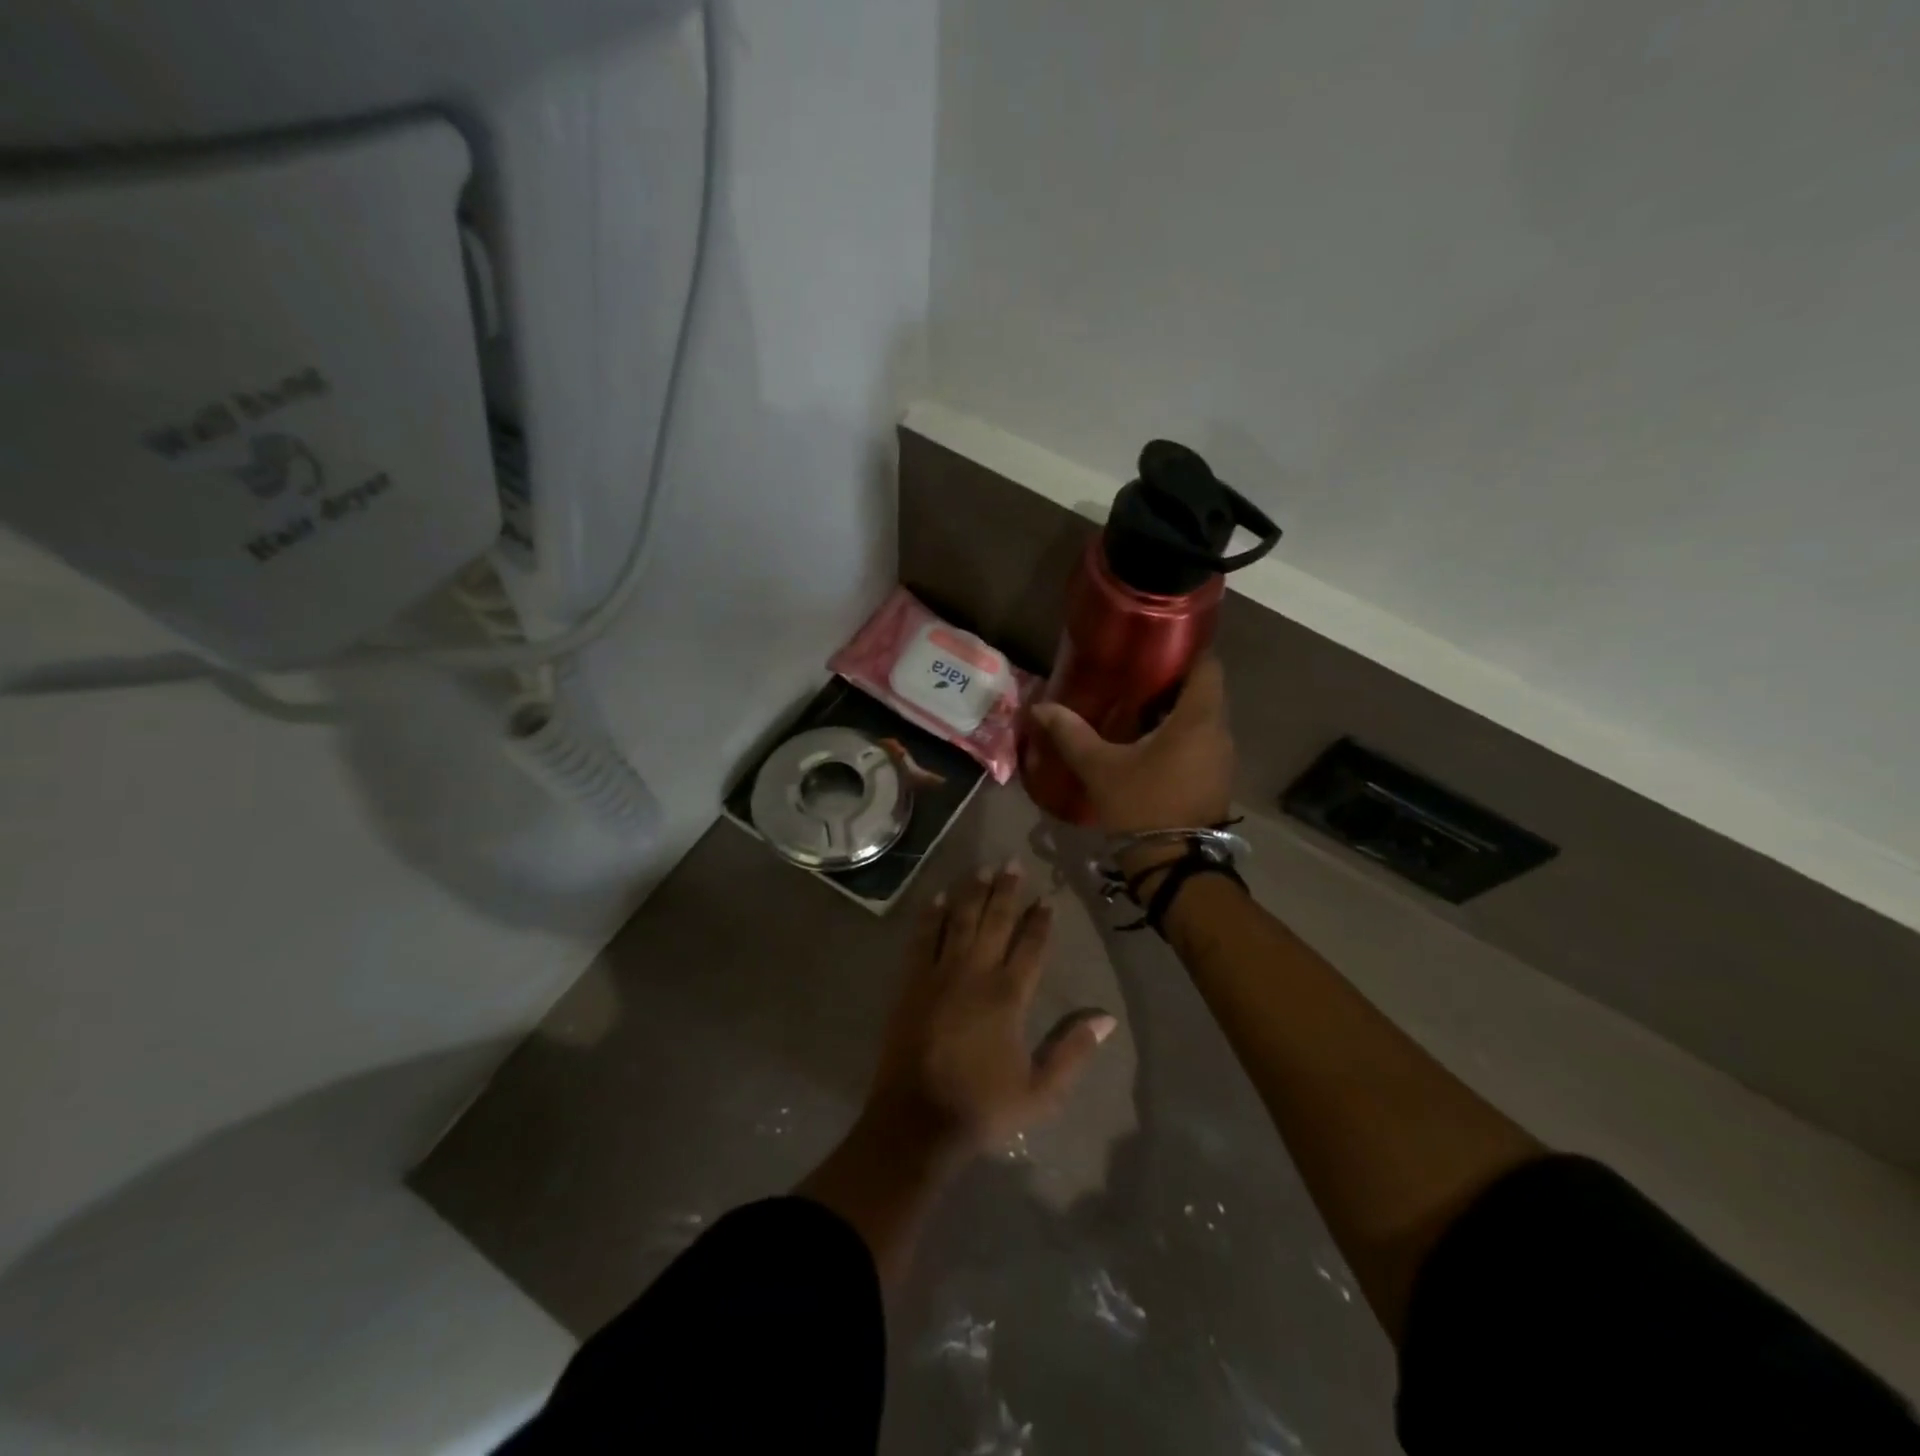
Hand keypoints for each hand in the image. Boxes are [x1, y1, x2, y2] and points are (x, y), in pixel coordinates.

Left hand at [865, 861, 1116, 1163]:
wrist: (917, 1120)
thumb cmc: (982, 1107)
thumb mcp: (1040, 1091)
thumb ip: (1073, 1051)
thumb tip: (1107, 1018)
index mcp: (1008, 997)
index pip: (1031, 947)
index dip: (1040, 921)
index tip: (1047, 898)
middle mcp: (975, 974)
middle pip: (994, 922)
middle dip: (1006, 891)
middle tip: (1013, 862)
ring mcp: (939, 974)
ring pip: (960, 921)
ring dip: (972, 892)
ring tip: (982, 868)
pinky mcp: (912, 983)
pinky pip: (922, 939)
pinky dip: (931, 916)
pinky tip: (938, 898)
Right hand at [1029, 656, 1234, 842]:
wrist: (1174, 865)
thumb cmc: (1142, 805)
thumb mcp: (1100, 767)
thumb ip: (1071, 733)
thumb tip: (1040, 707)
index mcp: (1198, 718)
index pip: (1207, 665)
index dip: (1184, 650)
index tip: (1152, 647)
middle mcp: (1219, 732)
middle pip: (1203, 691)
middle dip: (1170, 682)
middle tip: (1132, 677)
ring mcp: (1222, 758)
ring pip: (1202, 719)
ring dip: (1174, 711)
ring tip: (1135, 708)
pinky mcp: (1216, 779)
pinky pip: (1201, 742)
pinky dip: (1179, 735)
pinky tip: (1146, 743)